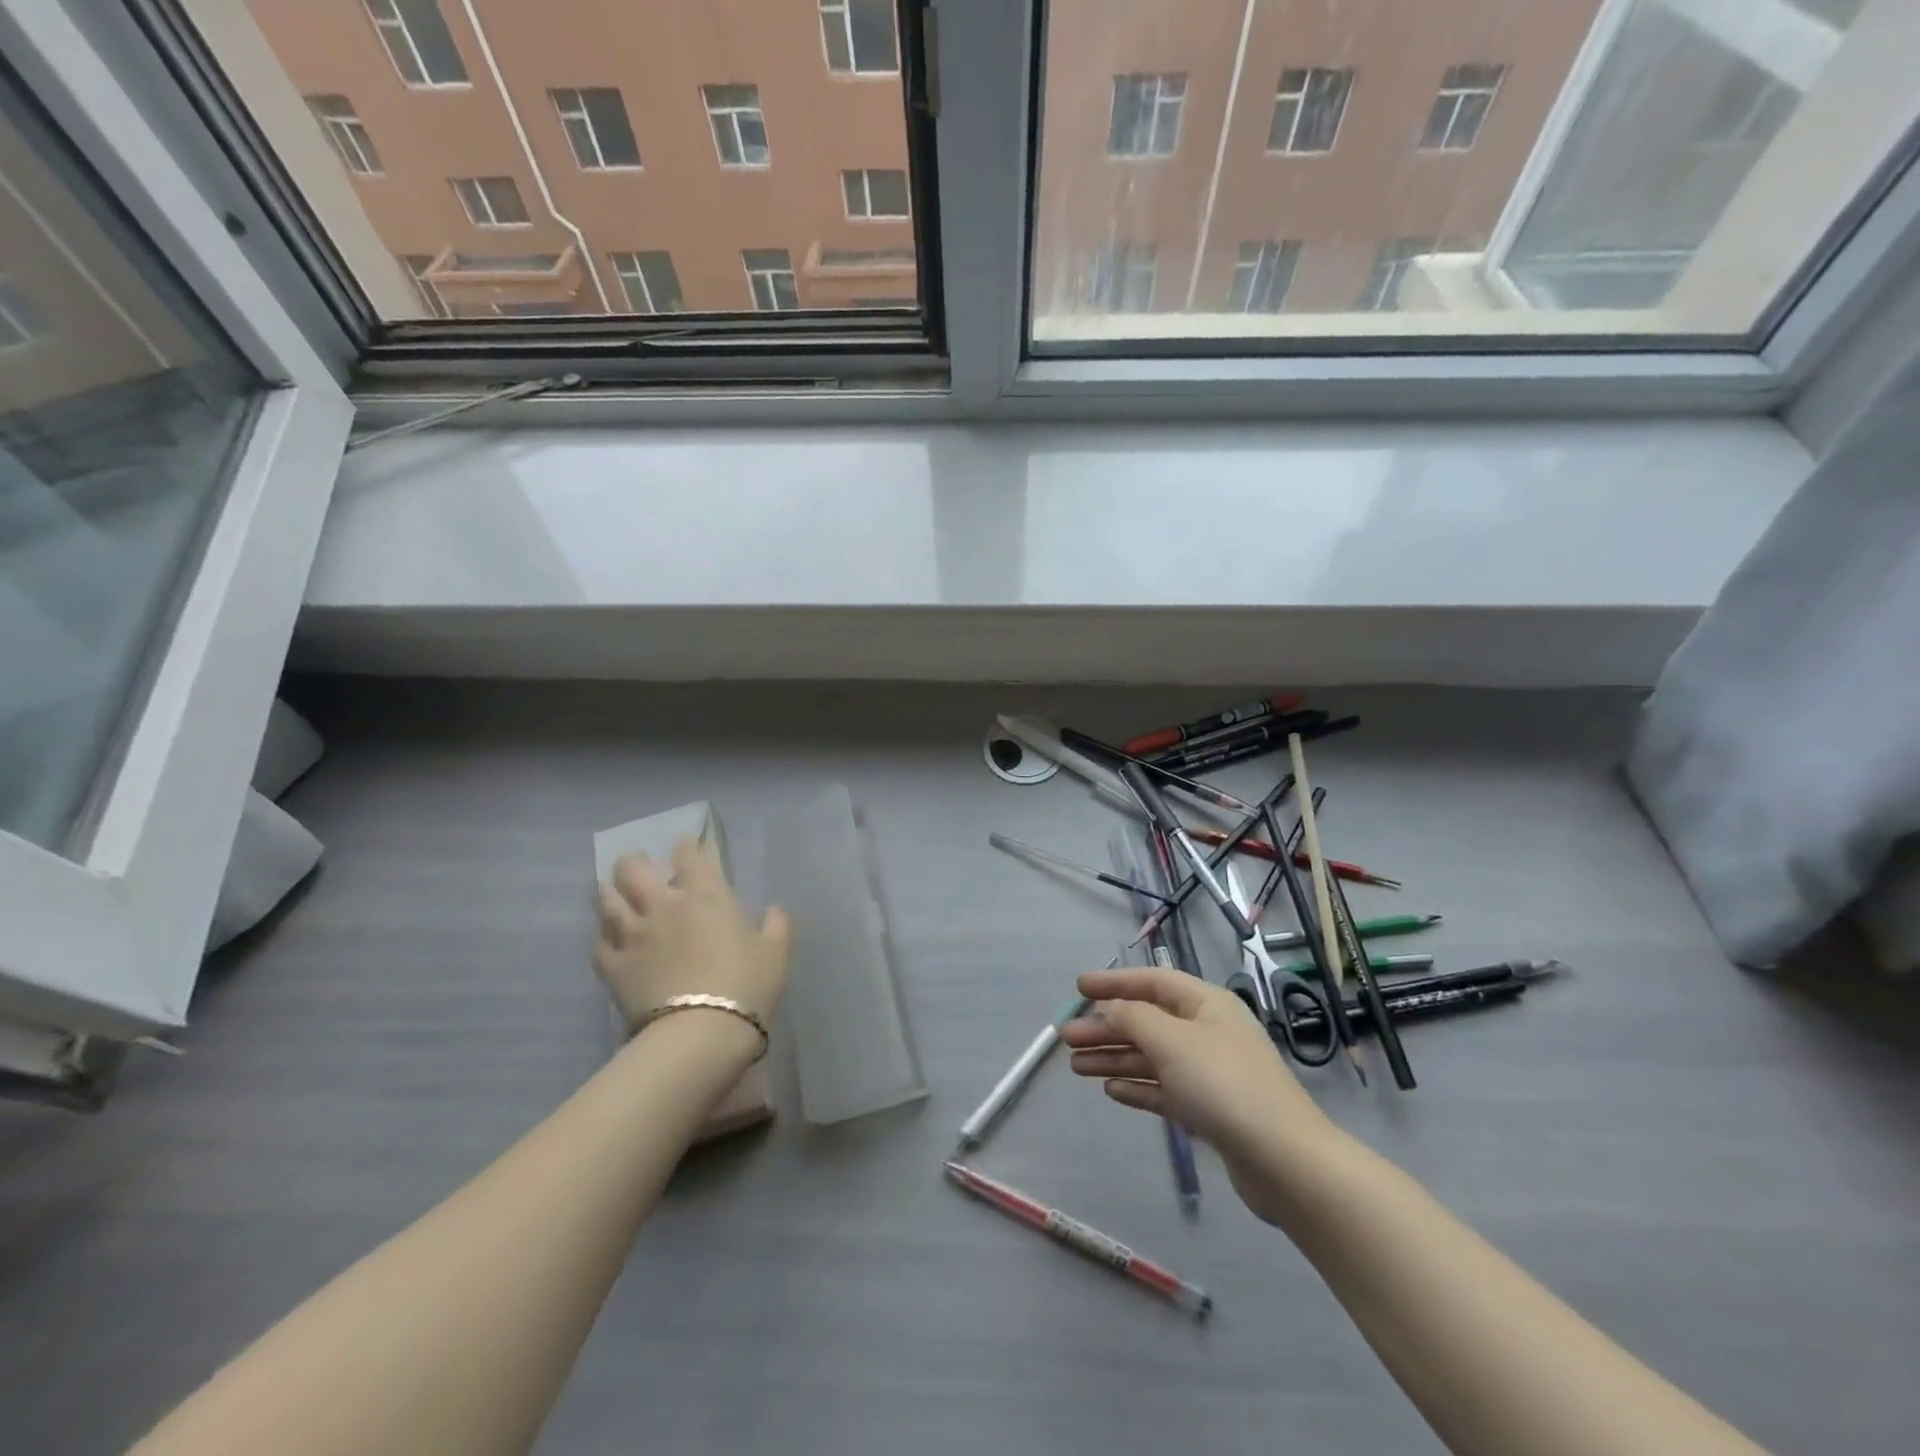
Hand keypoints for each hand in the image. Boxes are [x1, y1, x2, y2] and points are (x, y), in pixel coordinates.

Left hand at [594, 838, 792, 1033]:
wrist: (700, 1031)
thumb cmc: (746, 984)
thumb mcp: (776, 952)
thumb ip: (777, 925)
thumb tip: (774, 910)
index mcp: (705, 895)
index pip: (689, 856)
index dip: (686, 844)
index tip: (684, 843)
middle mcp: (663, 905)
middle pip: (634, 870)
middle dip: (634, 861)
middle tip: (638, 863)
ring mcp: (633, 935)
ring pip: (607, 901)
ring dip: (608, 891)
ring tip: (610, 890)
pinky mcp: (613, 966)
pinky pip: (599, 943)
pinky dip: (602, 935)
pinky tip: (606, 937)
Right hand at [1061, 967, 1334, 1221]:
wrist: (1284, 1160)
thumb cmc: (1224, 1084)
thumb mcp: (1172, 1041)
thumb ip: (1133, 1018)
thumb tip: (1109, 1009)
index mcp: (1206, 1004)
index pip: (1153, 982)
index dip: (1114, 982)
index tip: (1078, 987)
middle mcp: (1207, 1031)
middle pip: (1147, 1021)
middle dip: (1106, 1027)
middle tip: (1066, 1037)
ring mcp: (1210, 1072)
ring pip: (1152, 1057)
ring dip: (1115, 1058)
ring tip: (1075, 1067)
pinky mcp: (1210, 1110)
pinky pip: (1164, 1089)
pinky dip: (1137, 1087)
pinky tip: (1110, 1091)